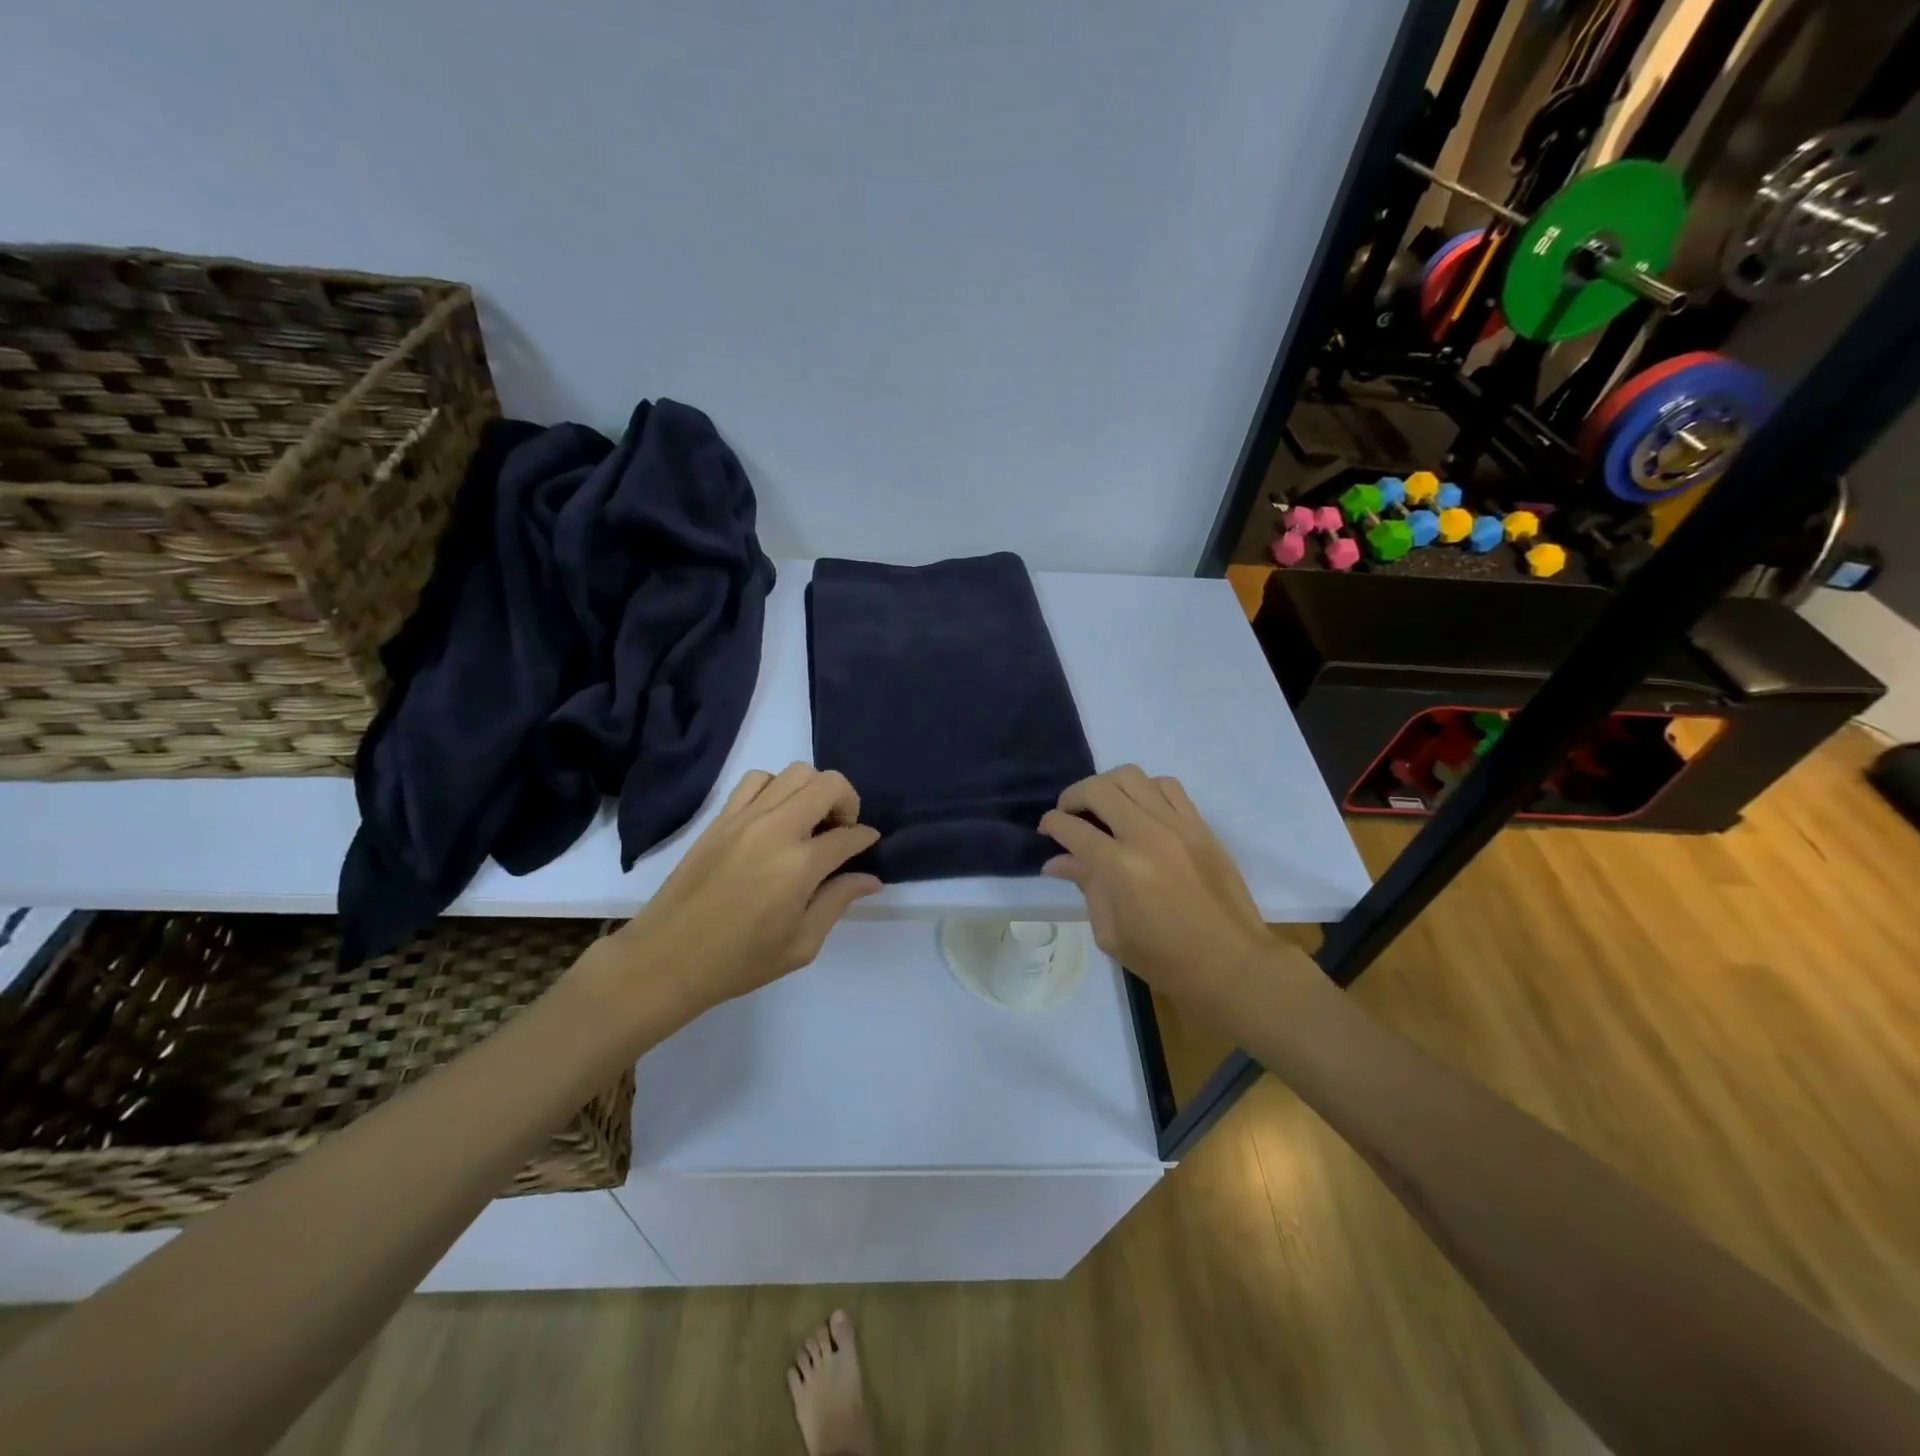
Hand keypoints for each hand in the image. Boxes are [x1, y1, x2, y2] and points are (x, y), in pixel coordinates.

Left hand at [576, 764, 881, 1027]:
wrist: (666, 959)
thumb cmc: (739, 961)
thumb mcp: (801, 944)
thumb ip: (838, 902)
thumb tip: (870, 878)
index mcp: (800, 865)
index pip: (849, 835)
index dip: (866, 838)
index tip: (868, 845)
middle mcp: (776, 829)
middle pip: (828, 784)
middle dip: (848, 801)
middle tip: (840, 830)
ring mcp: (745, 818)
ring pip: (794, 772)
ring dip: (812, 791)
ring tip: (809, 821)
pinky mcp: (720, 818)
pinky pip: (756, 780)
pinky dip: (776, 788)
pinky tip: (774, 816)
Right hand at [1041, 766, 1275, 1016]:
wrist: (1233, 964)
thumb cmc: (1165, 960)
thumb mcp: (1111, 933)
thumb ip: (1085, 886)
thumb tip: (1056, 862)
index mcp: (1119, 868)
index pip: (1072, 828)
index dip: (1051, 824)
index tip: (1046, 829)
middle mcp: (1146, 835)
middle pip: (1098, 789)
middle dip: (1073, 796)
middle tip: (1069, 814)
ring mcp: (1178, 825)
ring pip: (1132, 776)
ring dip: (1108, 786)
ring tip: (1104, 808)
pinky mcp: (1201, 825)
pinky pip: (1168, 786)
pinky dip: (1146, 789)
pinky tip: (1140, 810)